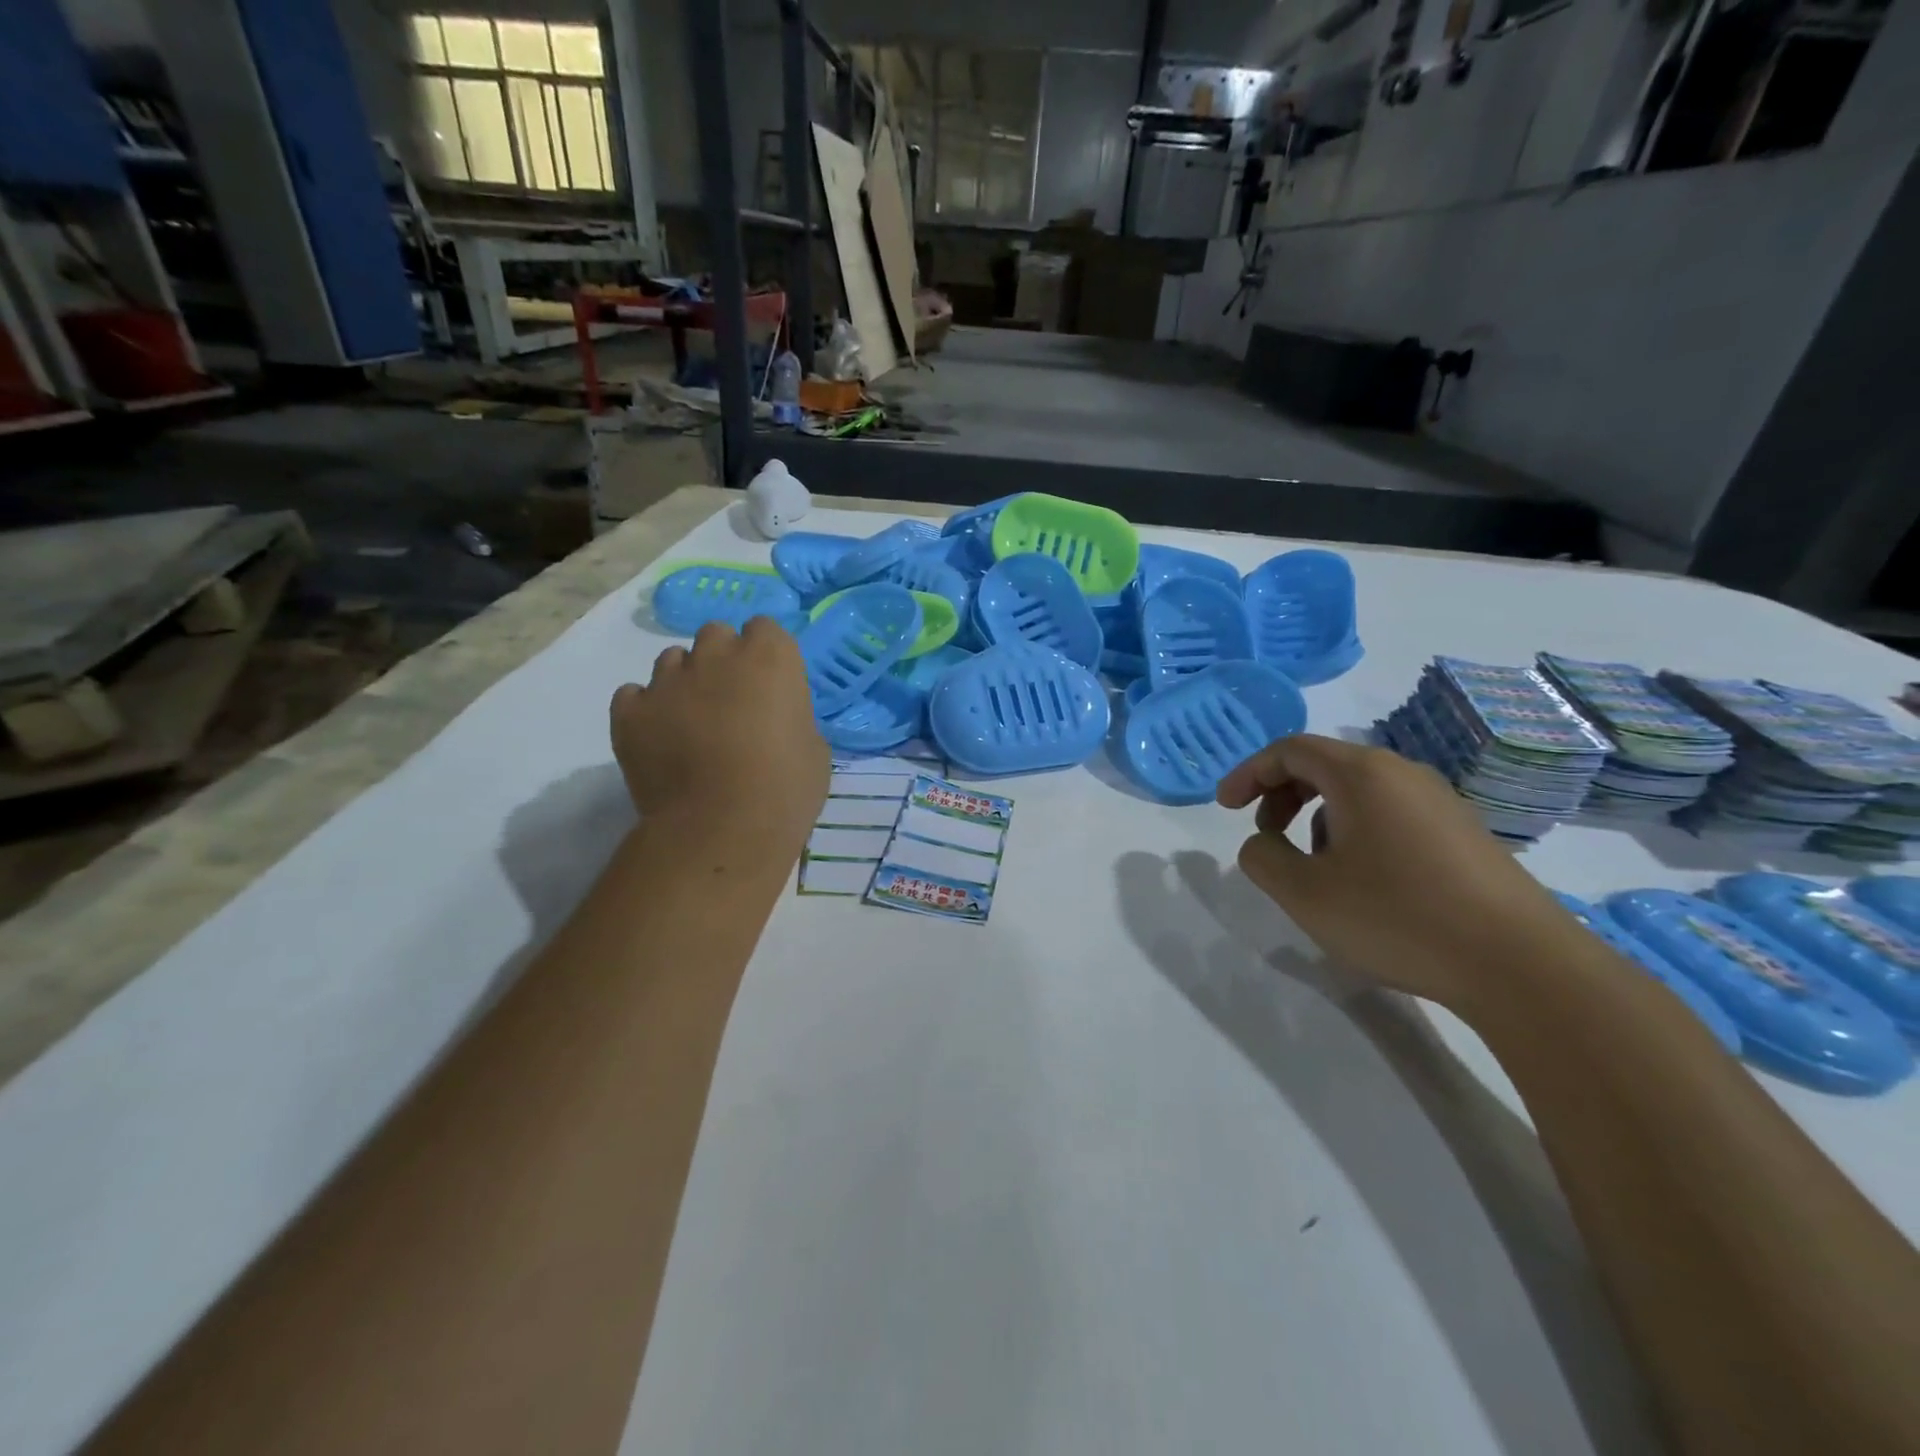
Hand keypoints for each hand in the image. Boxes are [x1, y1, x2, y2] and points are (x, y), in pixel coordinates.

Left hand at [611, 618, 829, 859]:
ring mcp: (667, 680)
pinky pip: (634, 696)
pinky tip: (658, 739)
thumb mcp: (813, 748)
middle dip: (722, 660)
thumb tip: (774, 720)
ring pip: (672, 661)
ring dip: (683, 681)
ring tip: (691, 723)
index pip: (765, 629)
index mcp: (771, 657)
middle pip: (715, 635)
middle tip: (731, 701)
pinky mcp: (630, 712)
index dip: (766, 656)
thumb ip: (791, 717)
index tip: (769, 685)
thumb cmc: (786, 789)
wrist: (722, 829)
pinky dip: (646, 710)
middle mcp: (716, 655)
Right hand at [1217, 734, 1574, 1011]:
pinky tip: (1364, 881)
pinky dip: (1356, 831)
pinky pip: (1391, 813)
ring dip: (1318, 816)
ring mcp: (1441, 801)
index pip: (1290, 750)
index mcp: (1361, 774)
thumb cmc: (1398, 918)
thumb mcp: (1305, 893)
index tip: (1225, 807)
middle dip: (1282, 794)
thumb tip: (1263, 843)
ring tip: (1315, 867)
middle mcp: (1403, 773)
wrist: (1521, 966)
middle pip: (1324, 764)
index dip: (1249, 773)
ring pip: (1358, 791)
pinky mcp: (1465, 833)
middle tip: (1265, 834)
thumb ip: (1262, 858)